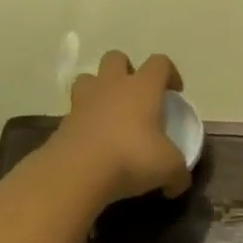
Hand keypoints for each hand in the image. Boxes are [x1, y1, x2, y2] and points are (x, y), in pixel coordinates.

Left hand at [51, 51, 191, 202]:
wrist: (78, 172)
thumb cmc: (132, 157)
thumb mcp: (168, 168)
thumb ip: (178, 173)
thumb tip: (179, 183)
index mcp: (143, 87)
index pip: (160, 63)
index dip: (170, 73)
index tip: (174, 93)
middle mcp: (113, 85)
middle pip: (116, 58)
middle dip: (127, 70)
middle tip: (136, 96)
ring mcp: (84, 101)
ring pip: (88, 78)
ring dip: (99, 89)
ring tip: (109, 112)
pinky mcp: (63, 121)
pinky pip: (75, 110)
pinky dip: (84, 120)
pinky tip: (94, 141)